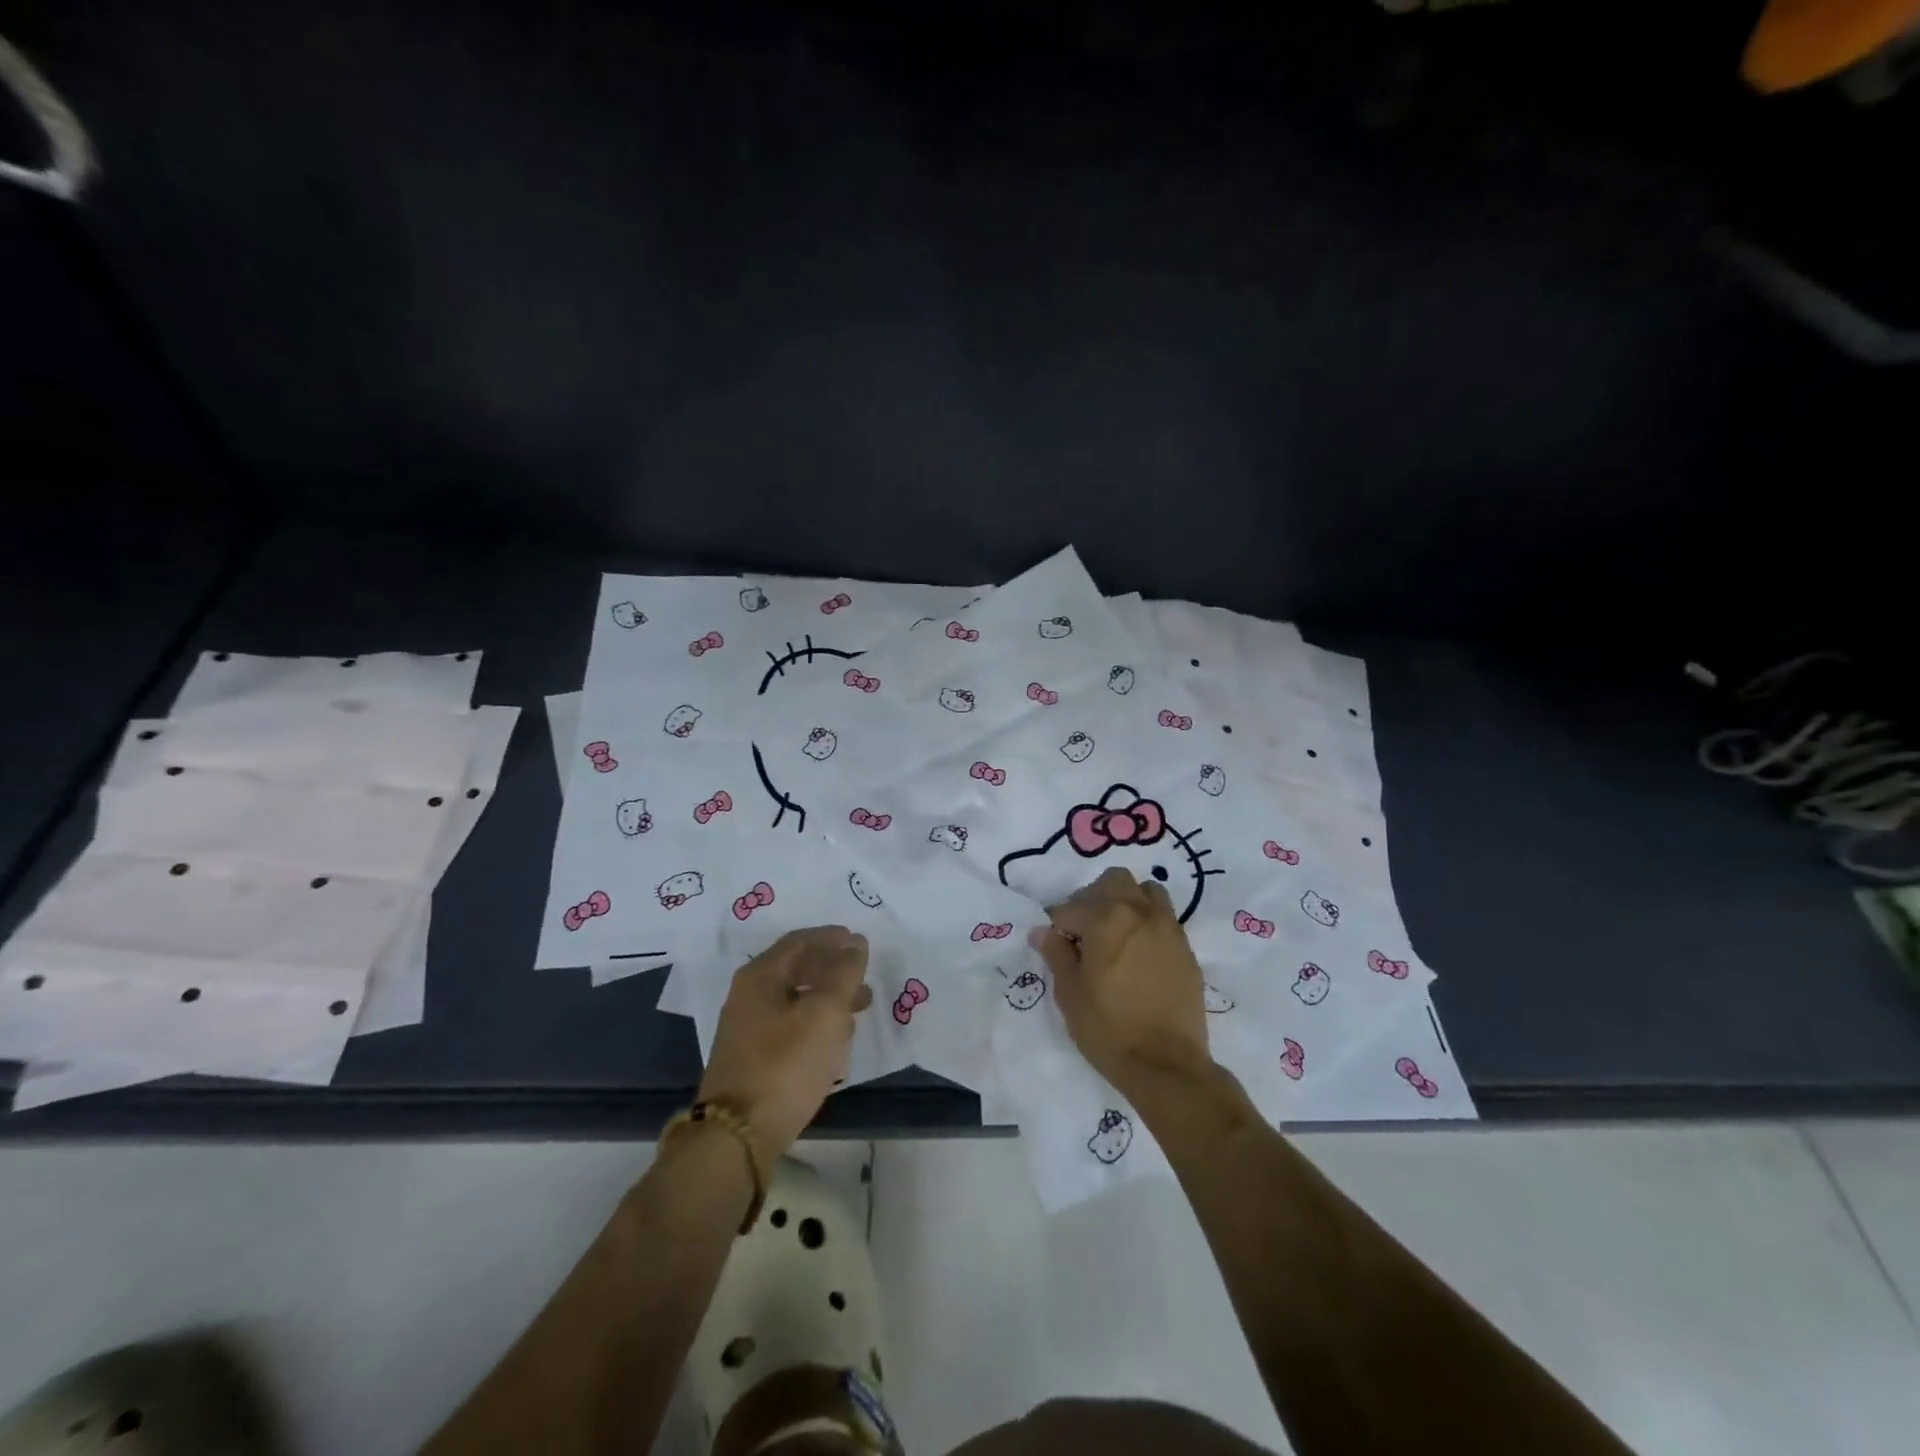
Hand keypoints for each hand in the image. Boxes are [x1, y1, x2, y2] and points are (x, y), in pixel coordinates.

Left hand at [699, 926, 873, 1160]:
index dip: (831, 937)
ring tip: (860, 1006)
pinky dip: (816, 1022)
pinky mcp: (752, 1058)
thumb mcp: (825, 1013)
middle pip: (795, 968)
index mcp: (760, 976)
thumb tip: (855, 943)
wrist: (737, 1135)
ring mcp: (747, 1028)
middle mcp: (748, 995)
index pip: (799, 941)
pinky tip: (836, 1039)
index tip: (859, 941)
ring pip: (795, 999)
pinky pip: (790, 1026)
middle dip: (832, 968)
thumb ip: (844, 973)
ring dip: (828, 997)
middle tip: (863, 974)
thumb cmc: (785, 1063)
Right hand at [1030, 867, 1211, 1098]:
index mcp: (1107, 919)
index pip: (1071, 907)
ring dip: (1127, 902)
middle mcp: (1140, 913)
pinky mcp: (1186, 949)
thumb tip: (1042, 932)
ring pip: (1146, 891)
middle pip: (1114, 881)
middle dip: (1093, 898)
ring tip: (1116, 932)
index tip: (1054, 945)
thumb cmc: (1108, 1029)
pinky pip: (1164, 918)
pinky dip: (1147, 923)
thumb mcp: (1069, 994)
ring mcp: (1168, 929)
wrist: (1167, 1065)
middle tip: (1084, 930)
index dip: (1057, 926)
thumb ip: (1056, 955)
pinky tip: (1138, 953)